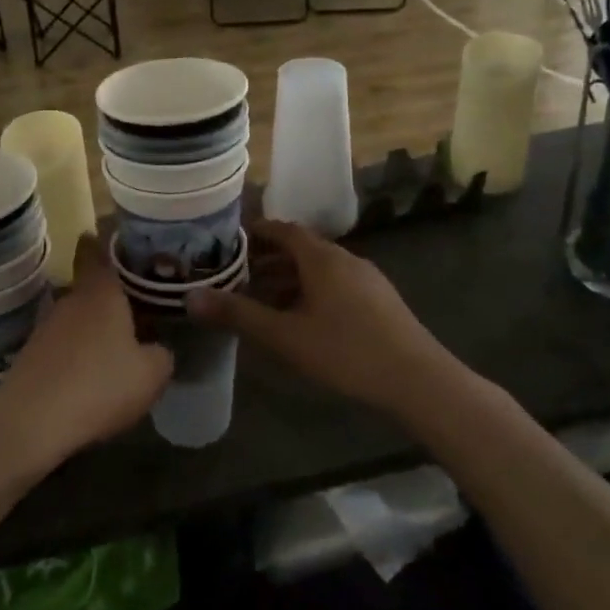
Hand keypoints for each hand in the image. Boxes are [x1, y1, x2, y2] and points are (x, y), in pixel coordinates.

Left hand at [0, 237, 172, 478]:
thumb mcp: (151, 374)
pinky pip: (62, 343)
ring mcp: (45, 327)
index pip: (96, 249)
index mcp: (101, 291)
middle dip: (110, 293)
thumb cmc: (99, 385)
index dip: (104, 239)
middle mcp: (70, 300)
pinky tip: (92, 373)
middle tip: (136, 302)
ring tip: (118, 342)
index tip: (116, 235)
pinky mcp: (31, 356)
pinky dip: (77, 351)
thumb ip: (162, 354)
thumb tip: (158, 348)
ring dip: (93, 326)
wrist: (30, 422)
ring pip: (76, 315)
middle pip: (89, 285)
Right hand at [186, 219, 460, 419]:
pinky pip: (336, 285)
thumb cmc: (346, 352)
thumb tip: (191, 297)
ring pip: (319, 269)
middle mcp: (345, 259)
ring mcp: (367, 279)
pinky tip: (302, 320)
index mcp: (322, 258)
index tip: (229, 241)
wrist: (418, 380)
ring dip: (289, 279)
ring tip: (262, 300)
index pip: (283, 229)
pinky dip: (310, 291)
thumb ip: (238, 314)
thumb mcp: (285, 336)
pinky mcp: (379, 301)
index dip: (255, 231)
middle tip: (237, 275)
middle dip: (267, 259)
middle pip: (300, 249)